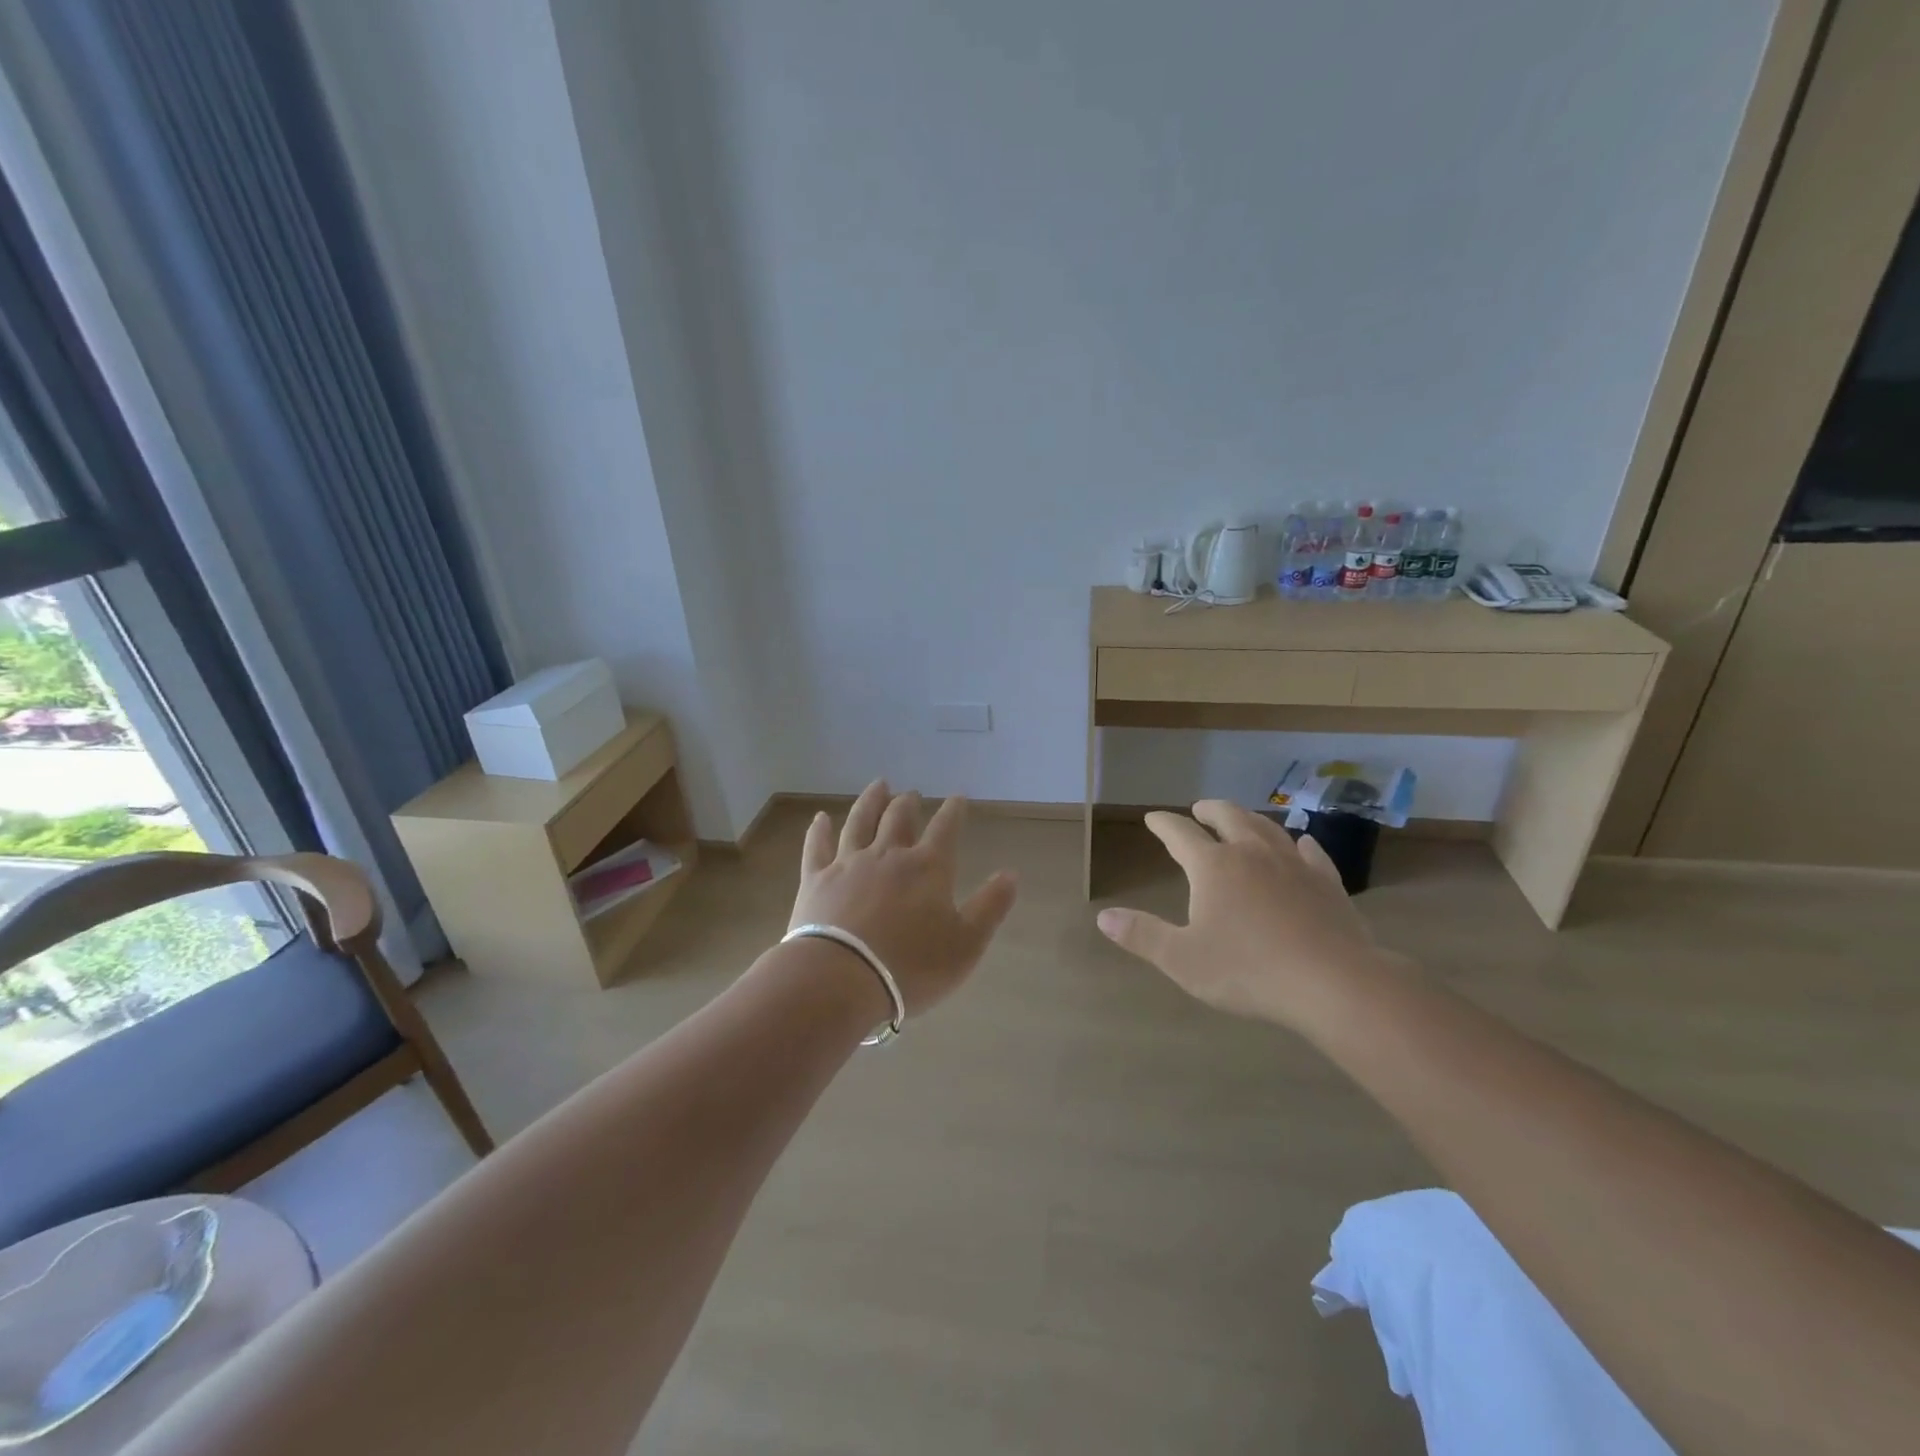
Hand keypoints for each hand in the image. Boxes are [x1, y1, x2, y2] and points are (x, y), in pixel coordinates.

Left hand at [789, 781, 1018, 1018]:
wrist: (840, 979)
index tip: (958, 798)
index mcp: (927, 868)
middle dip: (909, 803)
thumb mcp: (965, 945)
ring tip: (878, 786)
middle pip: (899, 818)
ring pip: (860, 821)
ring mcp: (848, 864)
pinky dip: (818, 830)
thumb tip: (1011, 873)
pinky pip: (817, 846)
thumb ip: (990, 907)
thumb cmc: (910, 967)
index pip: (946, 829)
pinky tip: (819, 819)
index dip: (954, 811)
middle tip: (912, 794)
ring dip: (871, 801)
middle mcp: (888, 855)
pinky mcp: (815, 880)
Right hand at [1095, 800, 1385, 1028]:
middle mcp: (1251, 853)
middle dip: (1209, 810)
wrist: (1333, 983)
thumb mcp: (1183, 959)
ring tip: (1241, 818)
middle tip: (1199, 808)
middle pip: (1227, 817)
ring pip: (1267, 828)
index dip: (1163, 824)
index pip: (1179, 834)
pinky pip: (1311, 852)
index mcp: (1212, 866)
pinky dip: (1300, 843)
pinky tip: (1302, 843)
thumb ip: (1142, 935)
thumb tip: (1103, 917)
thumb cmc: (1248, 971)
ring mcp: (1293, 864)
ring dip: (1249, 819)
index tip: (1153, 818)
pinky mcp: (1327, 882)